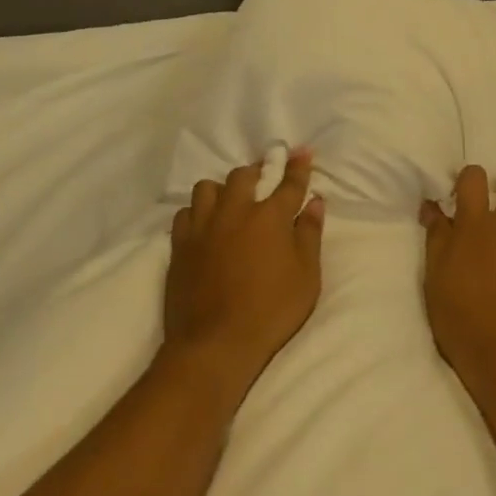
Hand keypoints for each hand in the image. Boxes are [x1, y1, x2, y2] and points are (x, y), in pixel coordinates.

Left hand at [165, 152, 324, 404]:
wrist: (216, 343)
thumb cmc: (271, 312)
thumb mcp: (306, 277)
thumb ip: (310, 235)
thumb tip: (315, 203)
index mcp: (270, 218)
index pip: (288, 183)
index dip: (298, 166)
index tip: (302, 152)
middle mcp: (235, 212)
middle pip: (244, 175)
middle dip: (257, 171)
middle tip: (264, 178)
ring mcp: (203, 226)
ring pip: (208, 187)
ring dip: (222, 188)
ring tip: (230, 200)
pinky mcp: (180, 244)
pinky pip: (185, 212)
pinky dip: (197, 211)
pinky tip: (204, 223)